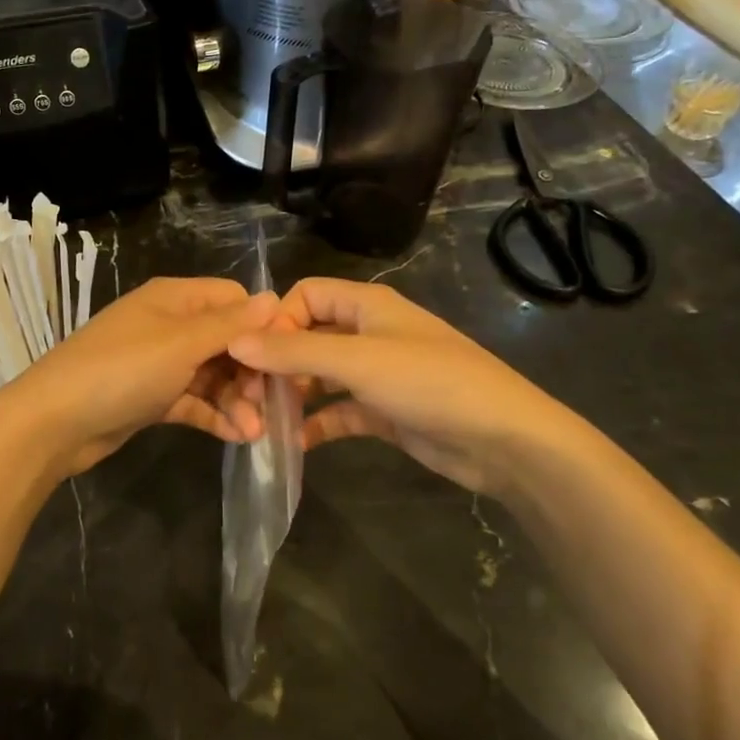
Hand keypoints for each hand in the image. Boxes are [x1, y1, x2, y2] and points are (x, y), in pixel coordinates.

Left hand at [0, 277, 277, 477]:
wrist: (54, 422)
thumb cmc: (122, 370)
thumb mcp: (181, 344)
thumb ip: (229, 324)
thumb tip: (275, 299)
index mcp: (175, 299)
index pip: (233, 299)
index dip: (260, 326)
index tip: (284, 358)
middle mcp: (170, 325)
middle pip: (227, 340)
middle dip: (251, 371)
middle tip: (270, 405)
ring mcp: (160, 363)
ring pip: (213, 375)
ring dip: (238, 399)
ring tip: (256, 431)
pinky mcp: (152, 397)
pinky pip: (194, 401)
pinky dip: (215, 415)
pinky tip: (240, 437)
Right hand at [228, 278, 599, 498]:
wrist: (505, 440)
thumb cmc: (430, 383)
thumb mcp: (357, 362)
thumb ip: (294, 352)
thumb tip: (235, 341)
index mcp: (366, 305)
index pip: (305, 296)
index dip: (277, 322)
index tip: (256, 358)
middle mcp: (369, 332)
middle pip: (308, 336)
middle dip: (278, 363)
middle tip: (252, 398)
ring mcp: (378, 373)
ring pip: (321, 376)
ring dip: (294, 394)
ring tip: (265, 422)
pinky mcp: (385, 411)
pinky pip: (339, 411)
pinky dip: (318, 423)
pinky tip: (295, 444)